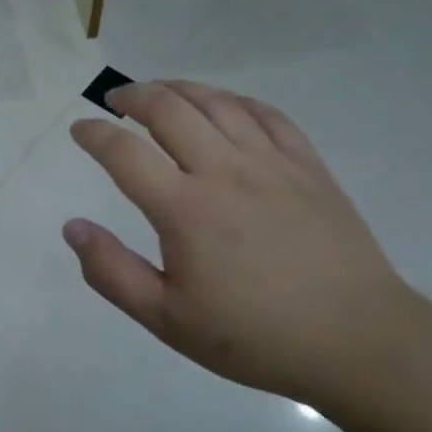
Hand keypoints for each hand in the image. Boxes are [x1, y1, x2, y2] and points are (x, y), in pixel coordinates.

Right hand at [64, 80, 424, 406]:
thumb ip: (112, 272)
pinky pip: (266, 114)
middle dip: (133, 96)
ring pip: (216, 103)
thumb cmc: (254, 336)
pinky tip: (222, 105)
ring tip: (159, 92)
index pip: (124, 153)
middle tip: (115, 100)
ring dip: (178, 88)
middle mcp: (224, 172)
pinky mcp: (308, 167)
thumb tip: (72, 227)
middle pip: (169, 109)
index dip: (94, 134)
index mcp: (185, 210)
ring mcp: (271, 164)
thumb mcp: (167, 320)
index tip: (80, 129)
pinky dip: (234, 100)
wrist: (359, 342)